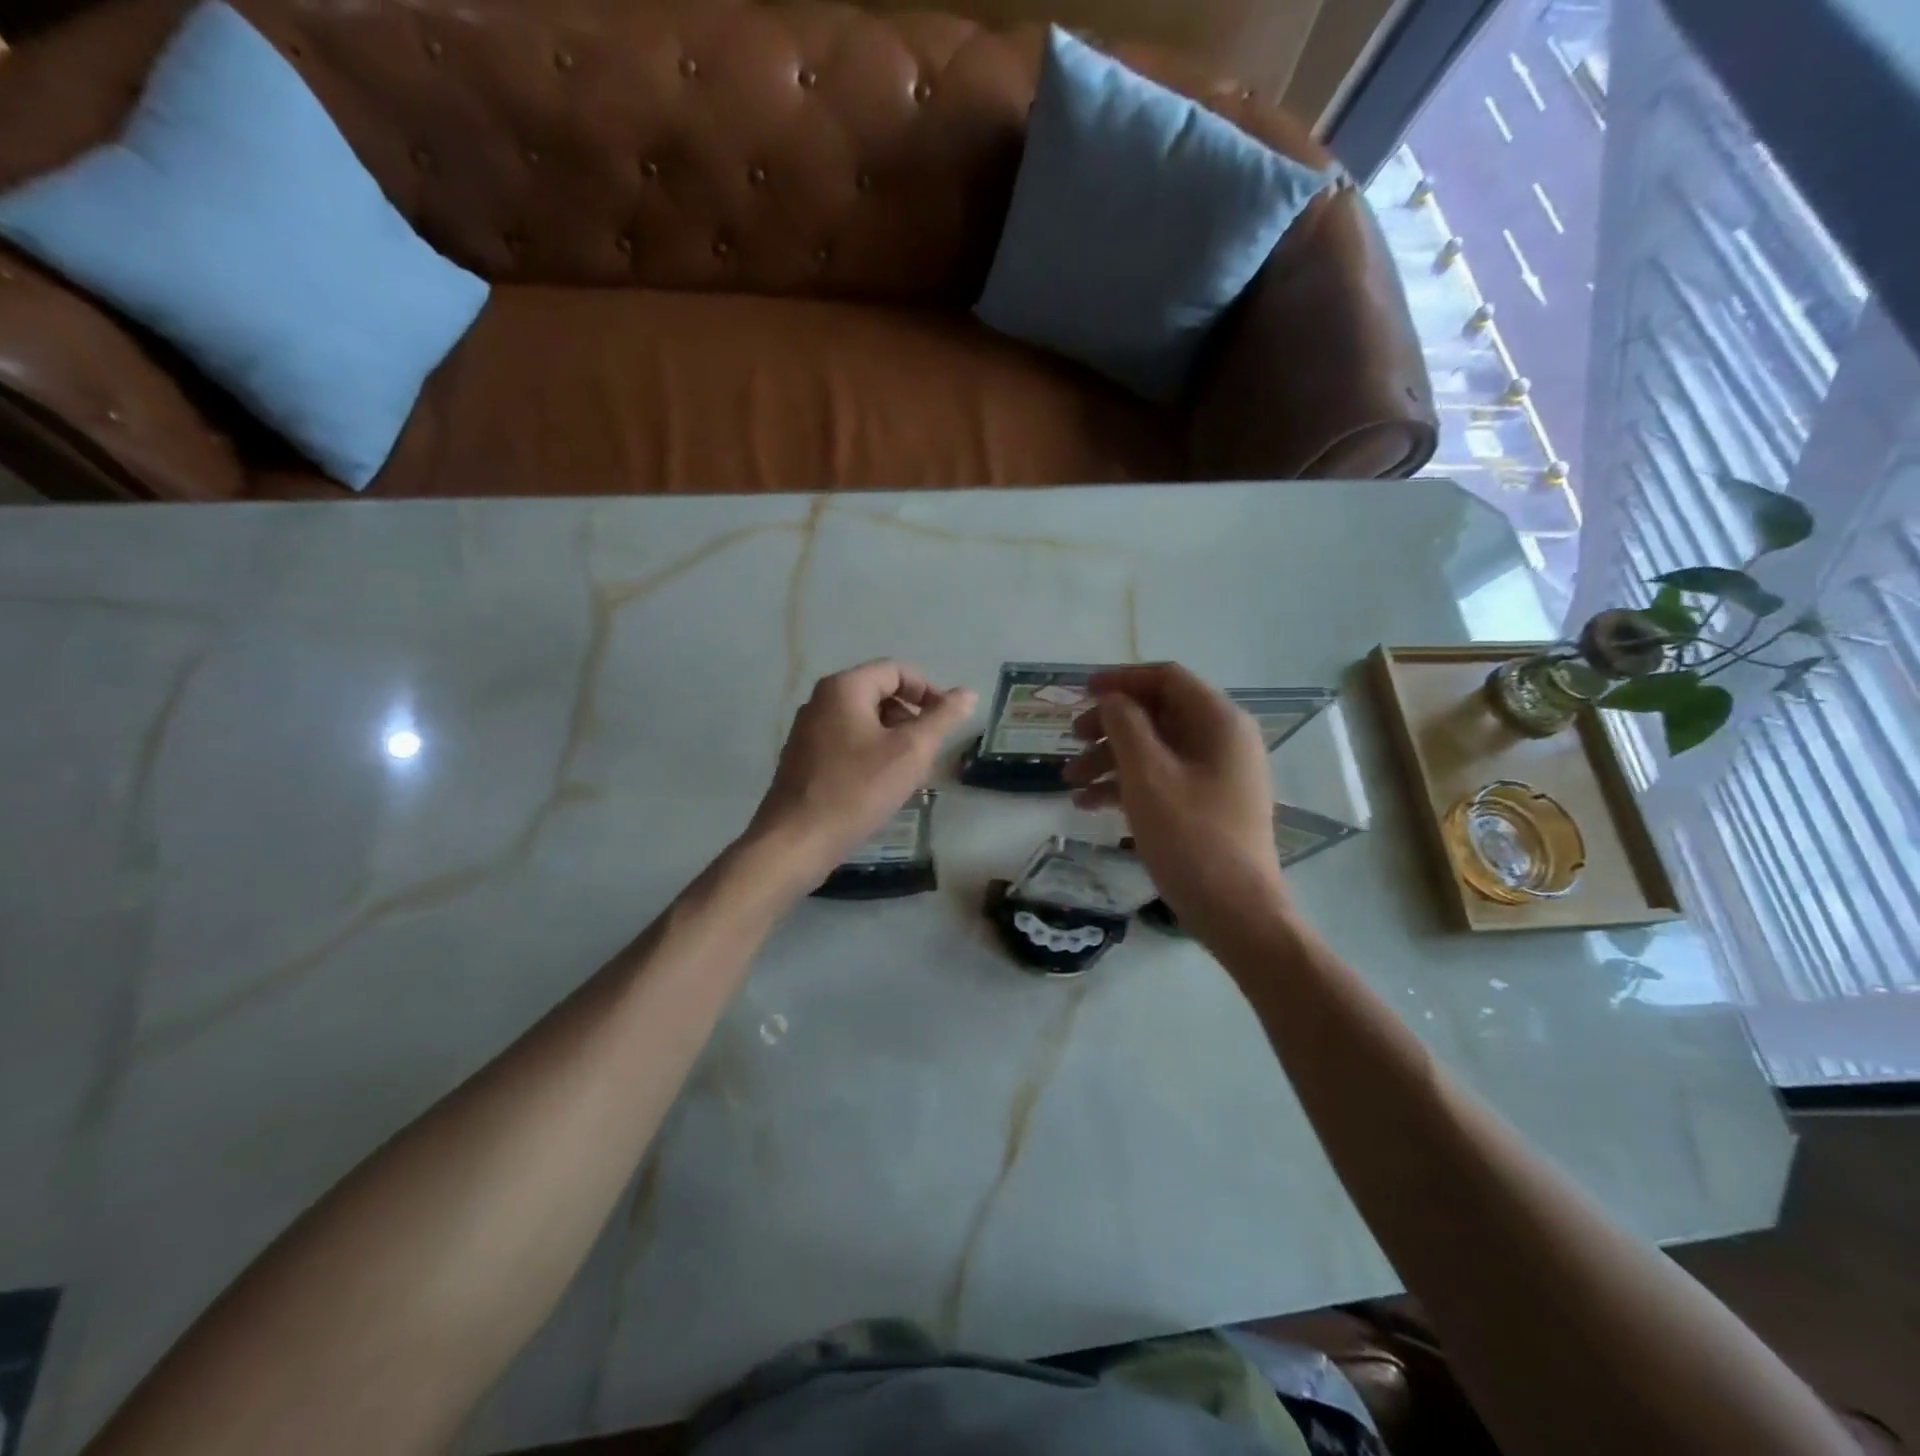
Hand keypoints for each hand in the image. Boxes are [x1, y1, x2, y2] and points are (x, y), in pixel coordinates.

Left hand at [750, 660, 976, 878]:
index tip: (947, 722)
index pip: (896, 671)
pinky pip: (847, 744)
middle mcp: (820, 701)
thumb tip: (967, 693)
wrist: (796, 841)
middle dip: (911, 719)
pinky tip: (881, 788)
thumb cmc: (857, 790)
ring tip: (909, 775)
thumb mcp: (910, 752)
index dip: (928, 691)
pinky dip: (871, 755)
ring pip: (864, 722)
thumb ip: (942, 718)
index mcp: (843, 688)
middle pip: (879, 694)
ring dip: (894, 741)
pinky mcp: (804, 759)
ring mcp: (808, 731)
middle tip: (929, 753)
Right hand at [1063, 663, 1288, 940]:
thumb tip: (1111, 699)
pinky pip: (1162, 778)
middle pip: (1158, 713)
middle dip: (1108, 725)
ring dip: (1110, 759)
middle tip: (1070, 740)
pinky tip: (1089, 805)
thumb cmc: (1190, 837)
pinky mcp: (1208, 803)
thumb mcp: (1147, 775)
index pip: (1166, 678)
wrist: (1236, 912)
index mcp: (1218, 721)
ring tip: (1069, 782)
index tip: (1079, 693)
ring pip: (1155, 749)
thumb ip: (1124, 726)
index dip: (1120, 680)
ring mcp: (1217, 773)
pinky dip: (1126, 785)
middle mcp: (1223, 739)